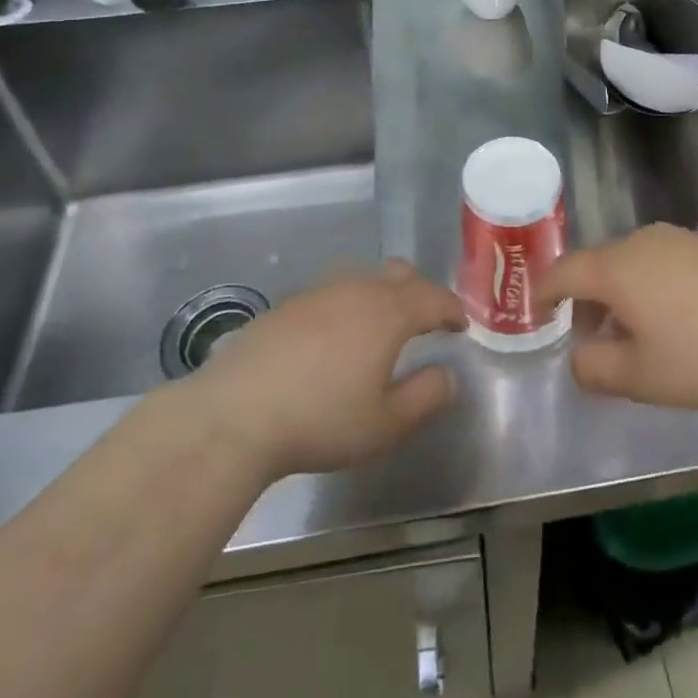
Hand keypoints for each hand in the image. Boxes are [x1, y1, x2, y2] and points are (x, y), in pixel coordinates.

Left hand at [176, 260, 466, 479]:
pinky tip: (336, 336)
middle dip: (420, 291)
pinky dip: (349, 304)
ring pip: (364, 277)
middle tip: (427, 319)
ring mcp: (319, 291)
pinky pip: (333, 291)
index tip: (461, 325)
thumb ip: (425, 397)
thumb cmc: (321, 420)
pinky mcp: (288, 303)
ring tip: (382, 325)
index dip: (452, 309)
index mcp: (389, 312)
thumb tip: (448, 375)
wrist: (235, 413)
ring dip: (383, 294)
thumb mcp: (384, 424)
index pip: (434, 297)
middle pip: (400, 273)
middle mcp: (358, 289)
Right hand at [540, 225, 697, 407]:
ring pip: (631, 263)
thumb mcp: (644, 376)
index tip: (537, 313)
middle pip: (597, 265)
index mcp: (614, 268)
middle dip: (585, 301)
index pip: (563, 272)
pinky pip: (662, 263)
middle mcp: (640, 243)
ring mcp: (677, 239)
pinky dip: (651, 288)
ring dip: (620, 296)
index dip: (544, 293)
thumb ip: (598, 370)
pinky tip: (675, 320)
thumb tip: (578, 361)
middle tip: (589, 339)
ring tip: (634, 336)